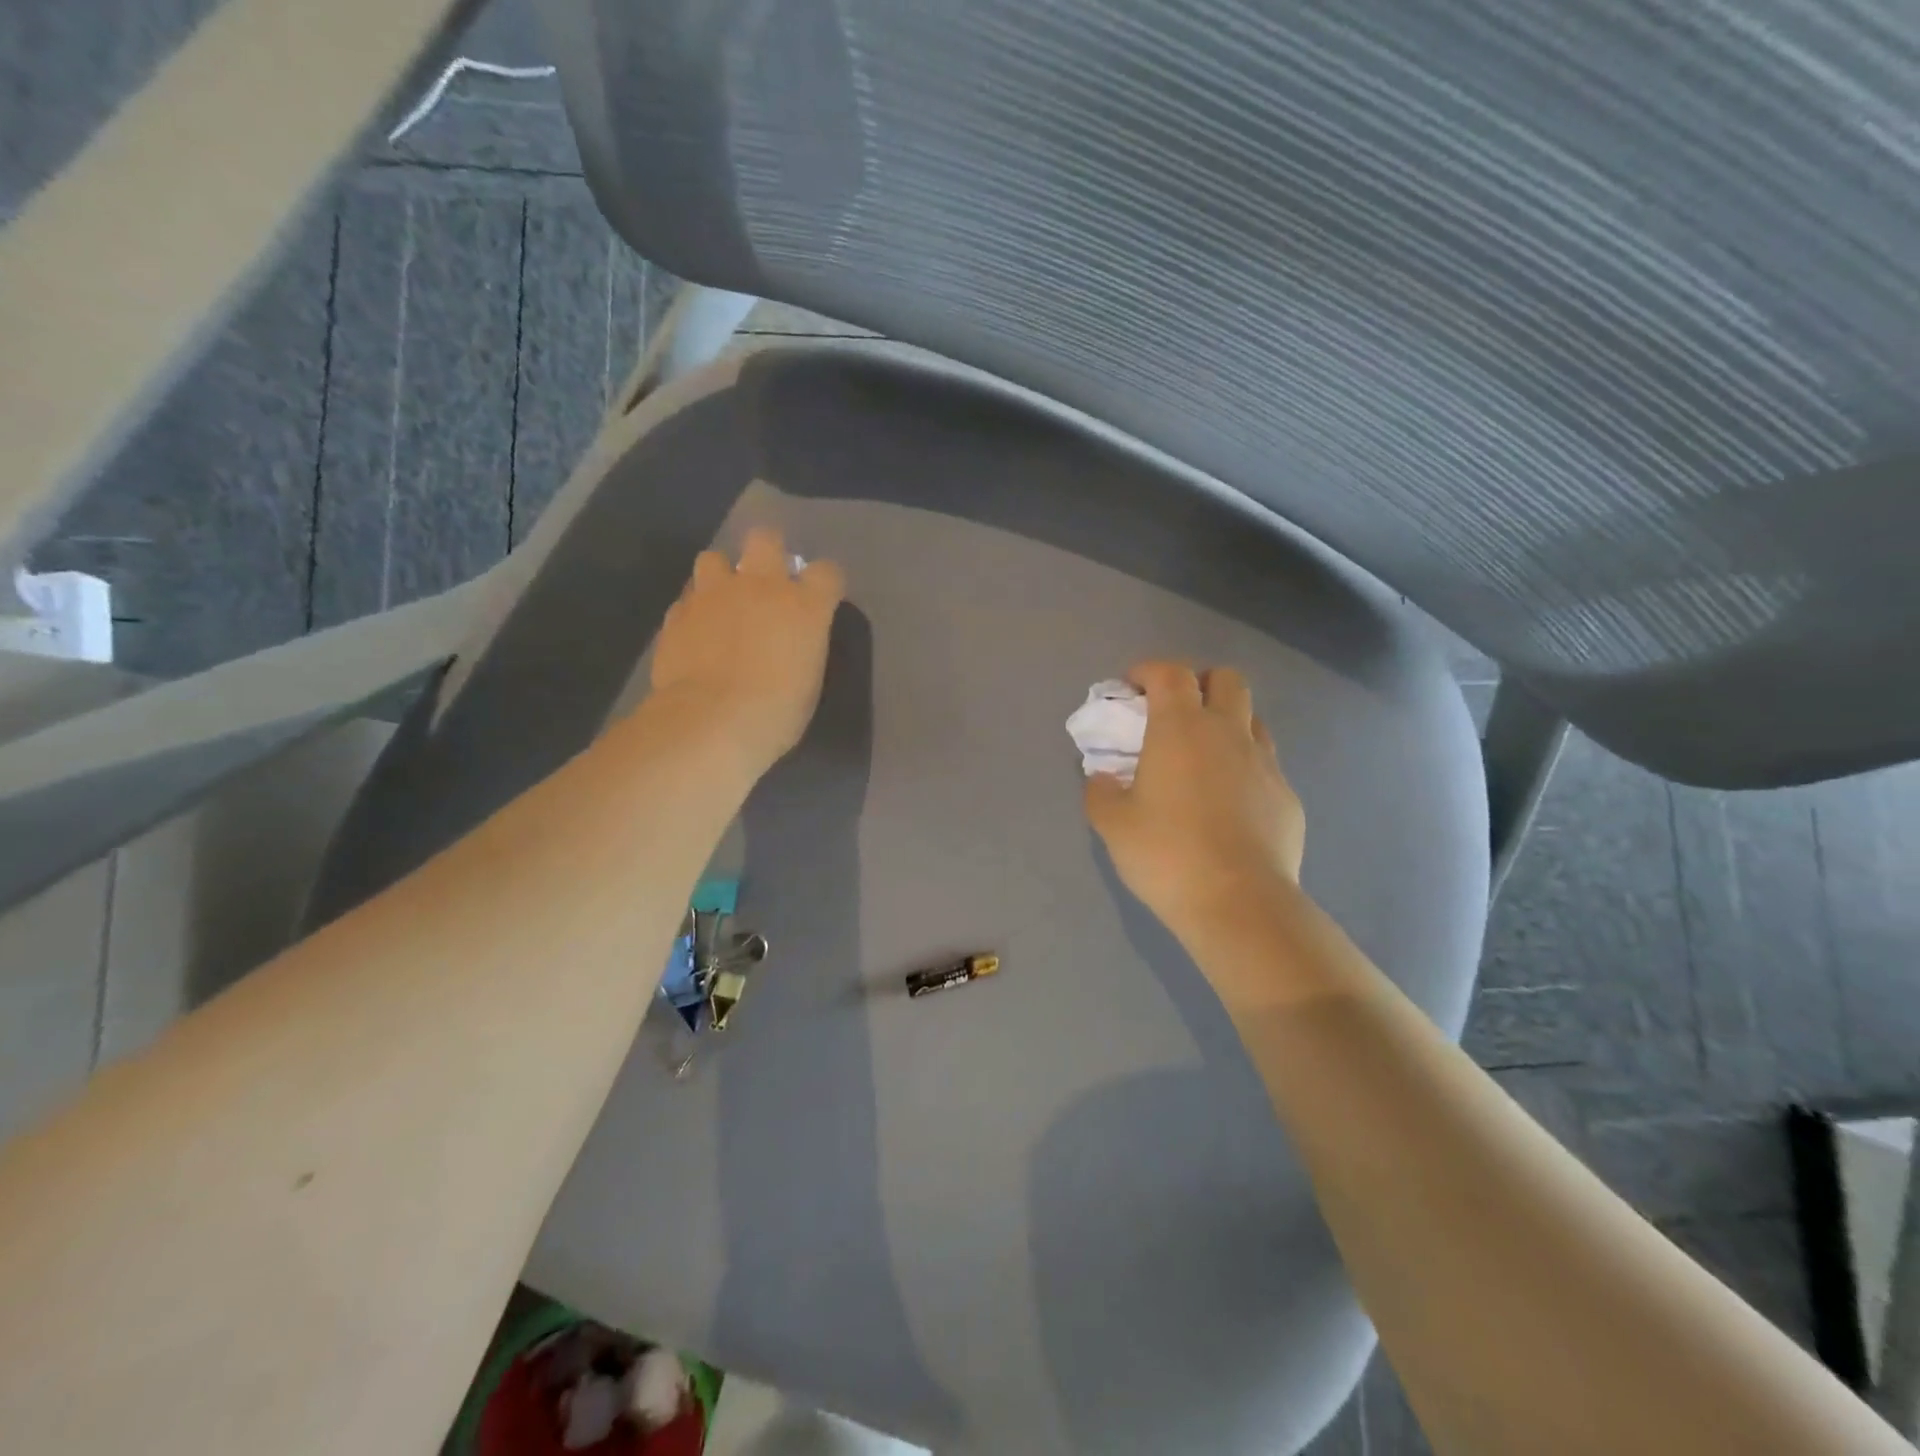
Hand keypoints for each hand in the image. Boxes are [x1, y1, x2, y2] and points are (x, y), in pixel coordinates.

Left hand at [648, 527, 845, 780]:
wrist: (711, 722)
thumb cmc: (776, 712)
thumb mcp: (808, 680)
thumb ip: (803, 645)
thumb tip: (794, 638)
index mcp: (804, 605)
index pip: (827, 572)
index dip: (825, 583)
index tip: (821, 598)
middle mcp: (760, 586)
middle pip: (765, 539)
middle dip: (767, 552)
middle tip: (765, 581)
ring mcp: (714, 594)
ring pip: (713, 558)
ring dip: (721, 576)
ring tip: (722, 604)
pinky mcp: (678, 612)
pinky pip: (688, 598)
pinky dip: (695, 610)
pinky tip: (696, 634)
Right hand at [1084, 662, 1304, 937]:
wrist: (1239, 903)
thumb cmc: (1166, 854)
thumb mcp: (1113, 825)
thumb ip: (1101, 791)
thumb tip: (1103, 777)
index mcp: (1181, 728)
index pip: (1170, 673)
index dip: (1148, 670)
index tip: (1131, 688)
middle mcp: (1228, 733)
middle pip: (1226, 679)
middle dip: (1200, 683)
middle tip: (1176, 713)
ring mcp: (1265, 763)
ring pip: (1252, 719)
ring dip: (1227, 722)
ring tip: (1205, 756)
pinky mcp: (1287, 796)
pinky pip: (1266, 765)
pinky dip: (1245, 767)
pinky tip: (1230, 803)